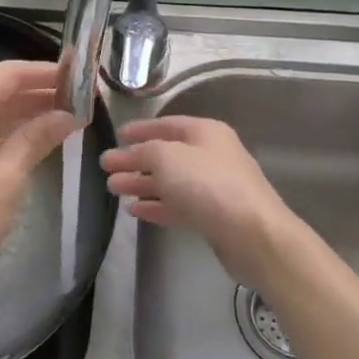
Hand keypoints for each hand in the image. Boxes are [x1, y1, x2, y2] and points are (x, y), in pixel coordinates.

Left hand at [0, 60, 77, 305]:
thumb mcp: (6, 179)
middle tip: (77, 103)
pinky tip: (23, 145)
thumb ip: (34, 140)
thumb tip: (65, 116)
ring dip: (19, 115)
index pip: (8, 74)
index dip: (45, 72)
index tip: (78, 77)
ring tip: (59, 122)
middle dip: (36, 94)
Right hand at [100, 116, 305, 291]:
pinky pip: (178, 204)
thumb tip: (122, 154)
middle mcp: (211, 155)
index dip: (140, 129)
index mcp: (205, 132)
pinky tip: (135, 210)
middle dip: (134, 161)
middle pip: (165, 155)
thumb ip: (140, 152)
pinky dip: (156, 205)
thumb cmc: (207, 184)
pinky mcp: (213, 215)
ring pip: (170, 181)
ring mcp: (213, 187)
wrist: (252, 234)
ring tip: (113, 189)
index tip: (116, 136)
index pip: (166, 124)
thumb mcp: (166, 157)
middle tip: (106, 169)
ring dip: (141, 184)